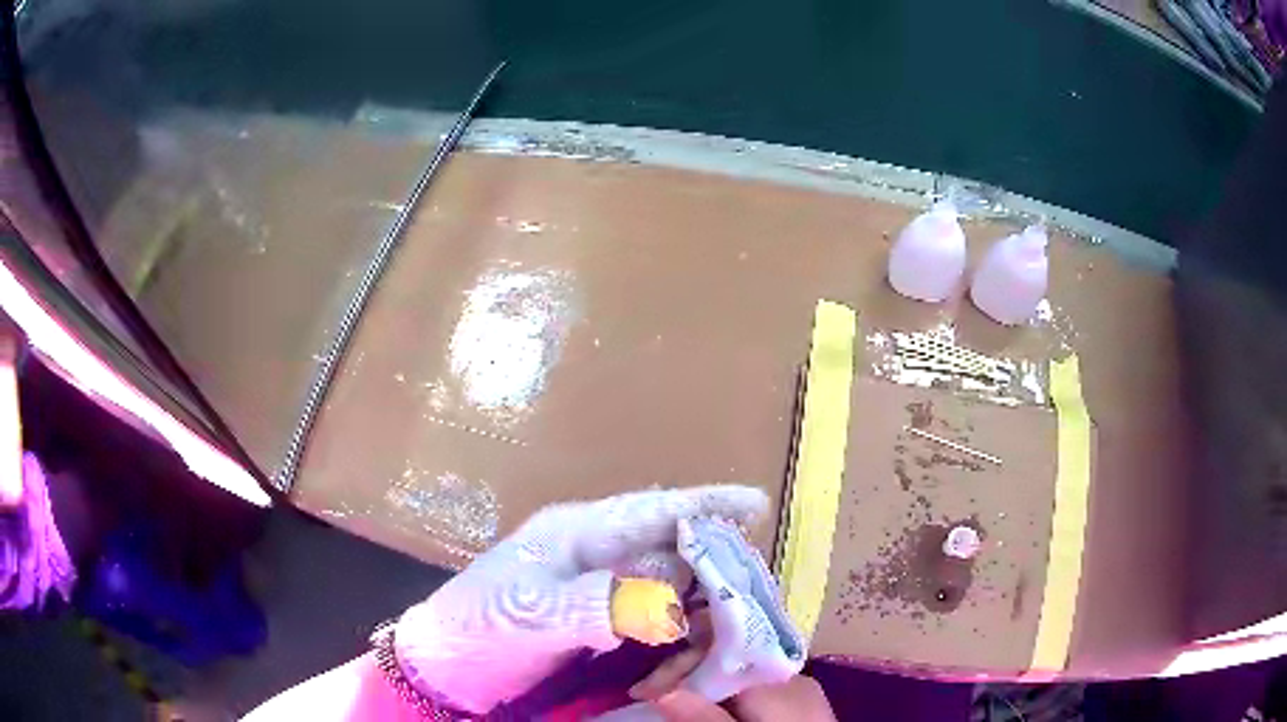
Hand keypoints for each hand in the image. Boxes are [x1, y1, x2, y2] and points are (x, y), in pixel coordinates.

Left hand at [393, 486, 768, 714]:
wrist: (449, 661)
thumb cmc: (479, 622)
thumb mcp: (531, 611)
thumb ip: (595, 604)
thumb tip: (666, 605)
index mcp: (579, 532)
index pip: (652, 509)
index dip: (704, 504)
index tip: (756, 502)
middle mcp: (596, 552)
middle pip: (670, 544)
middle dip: (714, 556)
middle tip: (757, 582)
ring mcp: (597, 587)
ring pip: (666, 580)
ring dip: (700, 596)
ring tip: (736, 616)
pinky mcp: (596, 618)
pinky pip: (651, 612)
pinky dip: (675, 624)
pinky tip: (691, 643)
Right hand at [630, 610, 834, 721]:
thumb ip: (705, 719)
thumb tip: (661, 691)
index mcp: (779, 682)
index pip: (719, 653)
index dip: (678, 666)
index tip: (643, 690)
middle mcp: (793, 676)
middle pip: (728, 658)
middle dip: (685, 673)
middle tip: (647, 695)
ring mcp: (801, 686)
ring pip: (740, 670)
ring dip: (702, 682)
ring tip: (670, 699)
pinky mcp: (802, 700)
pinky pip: (756, 684)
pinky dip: (726, 692)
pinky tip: (710, 706)